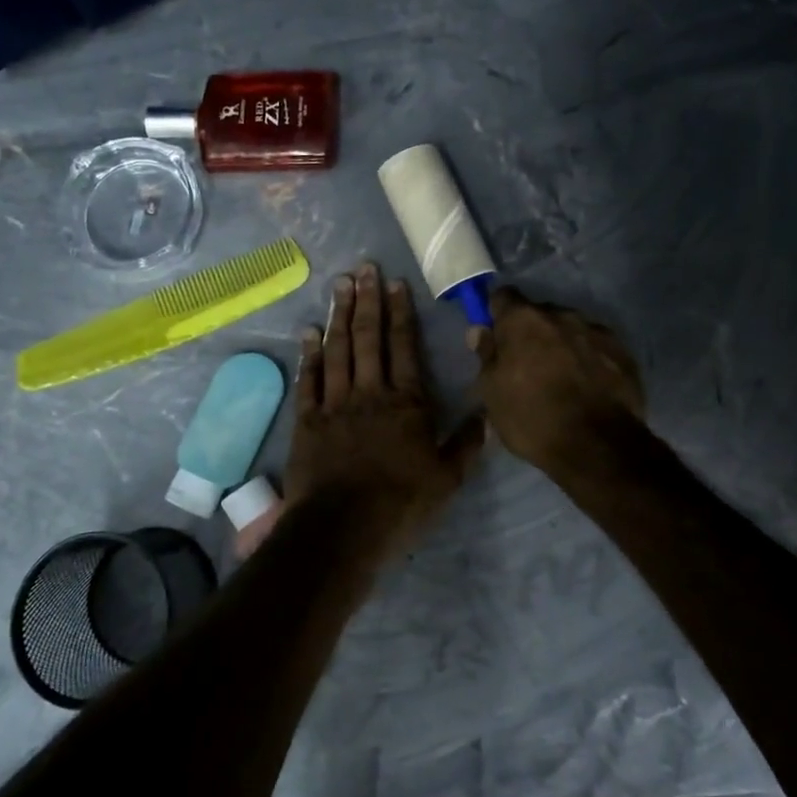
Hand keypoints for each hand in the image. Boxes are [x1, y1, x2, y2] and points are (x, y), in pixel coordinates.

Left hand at [283, 263, 484, 550]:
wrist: (343, 528)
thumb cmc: (400, 503)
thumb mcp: (447, 479)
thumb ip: (467, 443)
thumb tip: (488, 414)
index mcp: (407, 402)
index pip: (404, 346)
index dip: (400, 313)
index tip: (395, 284)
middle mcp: (370, 392)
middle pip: (368, 337)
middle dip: (367, 300)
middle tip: (364, 268)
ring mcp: (335, 403)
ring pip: (338, 350)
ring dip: (339, 316)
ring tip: (340, 285)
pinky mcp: (308, 420)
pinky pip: (309, 379)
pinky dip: (308, 354)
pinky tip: (309, 332)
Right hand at [471, 287, 646, 476]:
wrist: (597, 446)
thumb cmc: (532, 417)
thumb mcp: (492, 392)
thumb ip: (487, 355)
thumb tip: (480, 330)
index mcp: (523, 320)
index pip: (502, 296)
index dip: (496, 314)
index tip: (495, 335)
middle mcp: (560, 314)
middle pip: (538, 313)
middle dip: (531, 332)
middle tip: (526, 364)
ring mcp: (595, 330)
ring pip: (569, 329)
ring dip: (561, 344)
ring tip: (561, 377)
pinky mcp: (622, 351)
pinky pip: (595, 346)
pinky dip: (587, 358)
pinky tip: (587, 386)